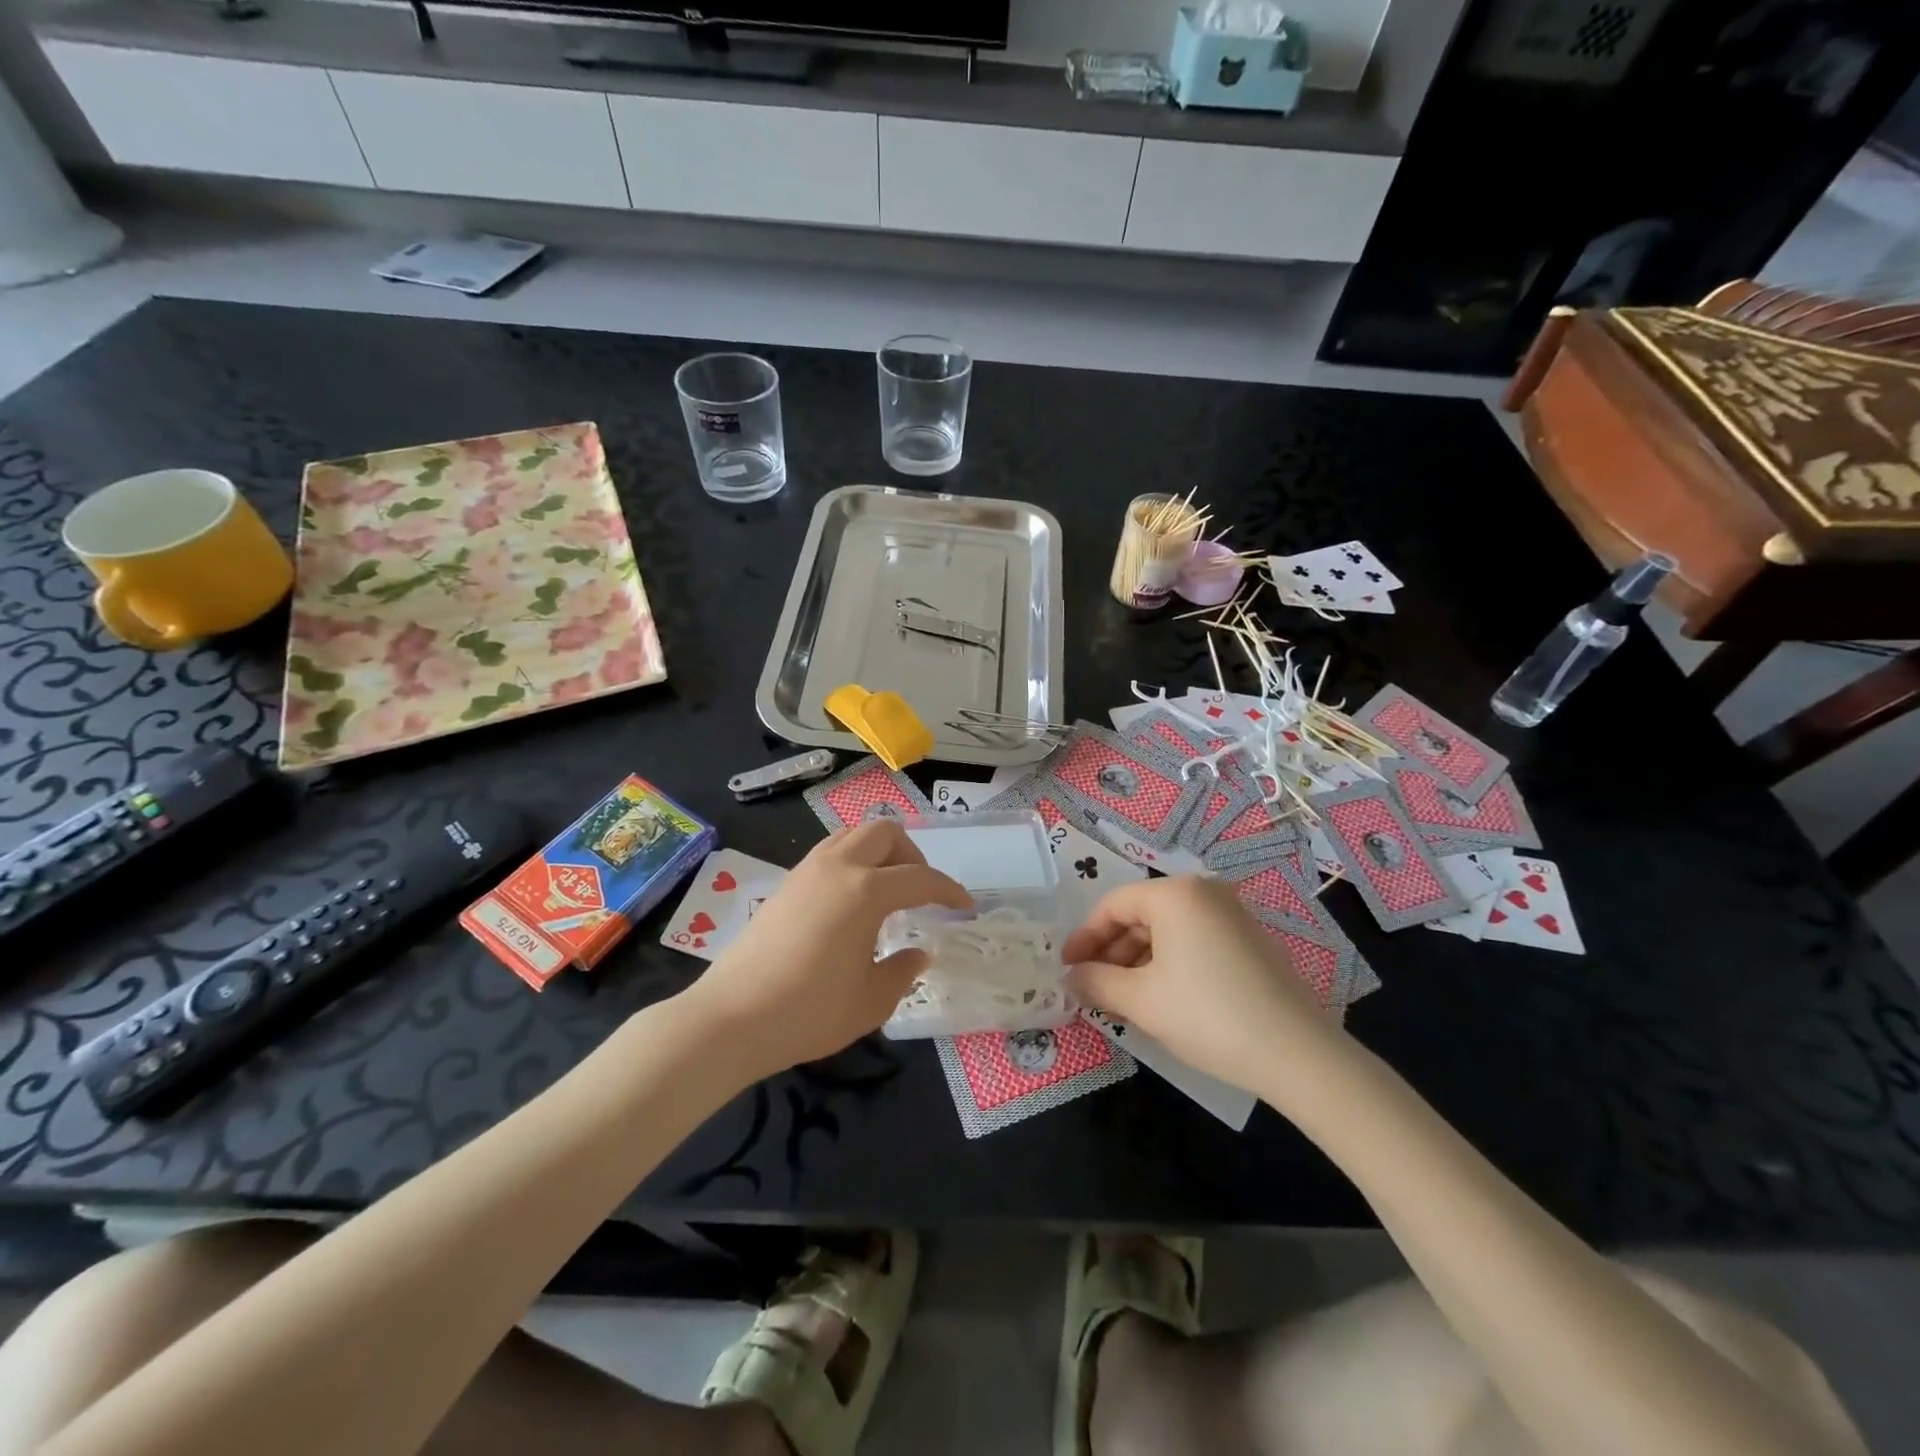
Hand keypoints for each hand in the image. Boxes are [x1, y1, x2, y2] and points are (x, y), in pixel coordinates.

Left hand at [683, 819, 970, 1076]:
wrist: (732, 1018)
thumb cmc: (810, 1011)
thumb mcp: (872, 1000)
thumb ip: (903, 970)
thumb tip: (919, 953)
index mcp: (866, 891)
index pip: (921, 878)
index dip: (949, 890)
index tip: (964, 907)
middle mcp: (838, 867)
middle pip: (884, 833)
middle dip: (912, 856)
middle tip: (920, 892)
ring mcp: (806, 871)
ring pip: (852, 835)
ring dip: (879, 853)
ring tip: (887, 891)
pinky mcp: (785, 884)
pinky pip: (830, 853)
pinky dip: (853, 862)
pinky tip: (851, 903)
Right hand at [1061, 876, 1343, 1095]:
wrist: (1298, 1054)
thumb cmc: (1208, 1015)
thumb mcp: (1141, 1001)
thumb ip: (1096, 982)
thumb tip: (1071, 978)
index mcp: (1175, 894)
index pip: (1113, 905)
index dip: (1084, 937)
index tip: (1067, 968)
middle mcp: (1205, 893)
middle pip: (1141, 915)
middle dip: (1111, 952)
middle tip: (1093, 988)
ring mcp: (1232, 916)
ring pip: (1168, 932)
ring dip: (1138, 962)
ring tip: (1122, 1001)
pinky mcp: (1249, 942)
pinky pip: (1194, 943)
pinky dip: (1168, 965)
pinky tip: (1161, 1000)